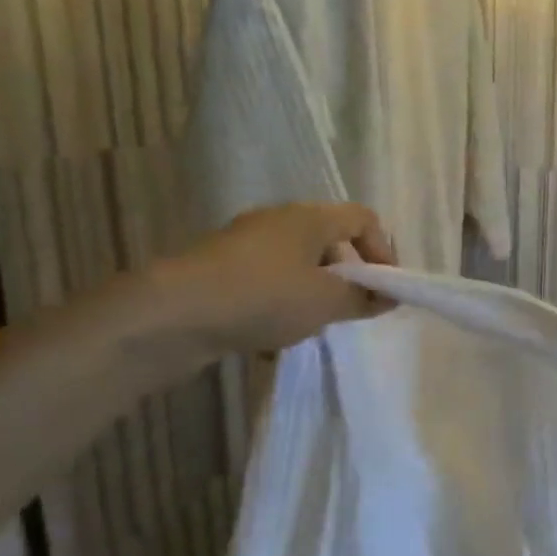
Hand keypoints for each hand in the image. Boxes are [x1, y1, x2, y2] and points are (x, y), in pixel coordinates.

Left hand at [151, 202, 396, 358]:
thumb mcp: (325, 301)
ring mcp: (243, 245)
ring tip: (310, 327)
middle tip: (352, 308)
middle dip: (347, 275)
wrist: (169, 315)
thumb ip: (362, 298)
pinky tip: (270, 338)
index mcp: (308, 217)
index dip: (383, 250)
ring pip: (295, 265)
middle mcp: (277, 222)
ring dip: (312, 293)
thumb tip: (387, 297)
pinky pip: (265, 283)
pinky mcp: (218, 272)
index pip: (363, 218)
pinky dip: (278, 304)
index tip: (386, 288)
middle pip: (328, 240)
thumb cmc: (263, 297)